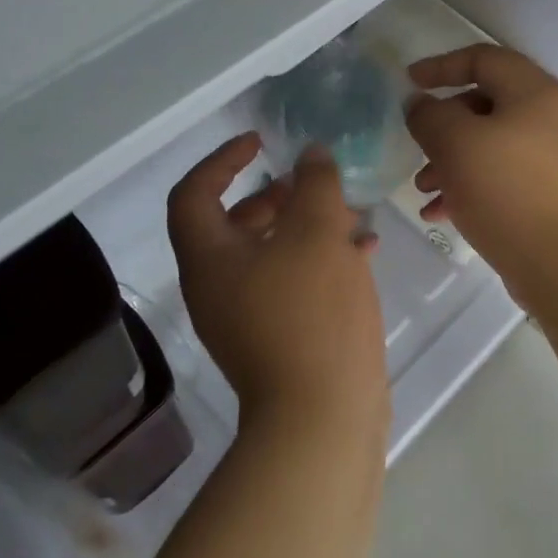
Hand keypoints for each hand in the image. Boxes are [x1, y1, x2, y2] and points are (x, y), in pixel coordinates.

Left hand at [168, 133, 387, 430]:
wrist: (322, 415)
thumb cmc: (312, 312)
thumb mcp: (318, 233)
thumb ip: (314, 184)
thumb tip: (310, 156)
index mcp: (210, 259)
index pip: (193, 194)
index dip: (221, 160)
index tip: (258, 142)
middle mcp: (217, 287)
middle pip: (232, 225)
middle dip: (273, 196)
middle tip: (310, 183)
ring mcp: (246, 318)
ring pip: (268, 254)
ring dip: (303, 227)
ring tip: (348, 213)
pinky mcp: (276, 339)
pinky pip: (290, 283)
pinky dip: (319, 260)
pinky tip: (364, 251)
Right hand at [404, 46, 557, 312]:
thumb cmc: (508, 193)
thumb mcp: (456, 145)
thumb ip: (430, 115)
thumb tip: (422, 105)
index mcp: (536, 93)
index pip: (484, 58)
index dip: (442, 65)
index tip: (409, 82)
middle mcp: (551, 118)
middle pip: (486, 104)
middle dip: (443, 126)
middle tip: (417, 147)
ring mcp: (555, 158)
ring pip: (491, 145)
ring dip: (451, 161)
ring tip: (424, 190)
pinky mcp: (551, 194)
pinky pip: (503, 177)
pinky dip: (470, 186)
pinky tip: (441, 214)